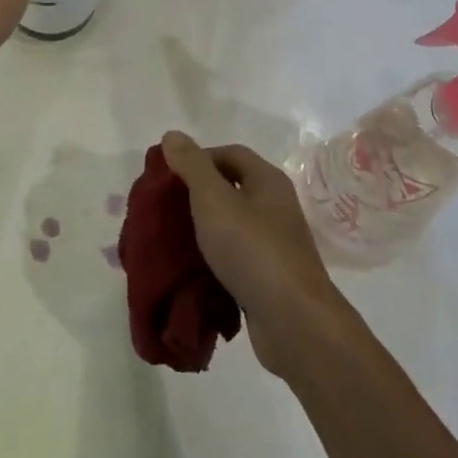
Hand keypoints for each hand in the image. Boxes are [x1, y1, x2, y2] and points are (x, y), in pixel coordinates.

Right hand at [160, 131, 346, 380]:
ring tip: (172, 239)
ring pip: (232, 225)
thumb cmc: (252, 250)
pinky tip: (193, 269)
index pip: (231, 153)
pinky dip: (214, 258)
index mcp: (268, 181)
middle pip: (232, 188)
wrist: (293, 321)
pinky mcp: (270, 277)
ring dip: (204, 229)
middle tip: (165, 207)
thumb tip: (172, 135)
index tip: (168, 176)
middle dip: (197, 194)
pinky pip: (236, 257)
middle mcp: (276, 207)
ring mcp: (275, 244)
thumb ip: (192, 166)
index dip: (199, 158)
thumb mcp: (214, 200)